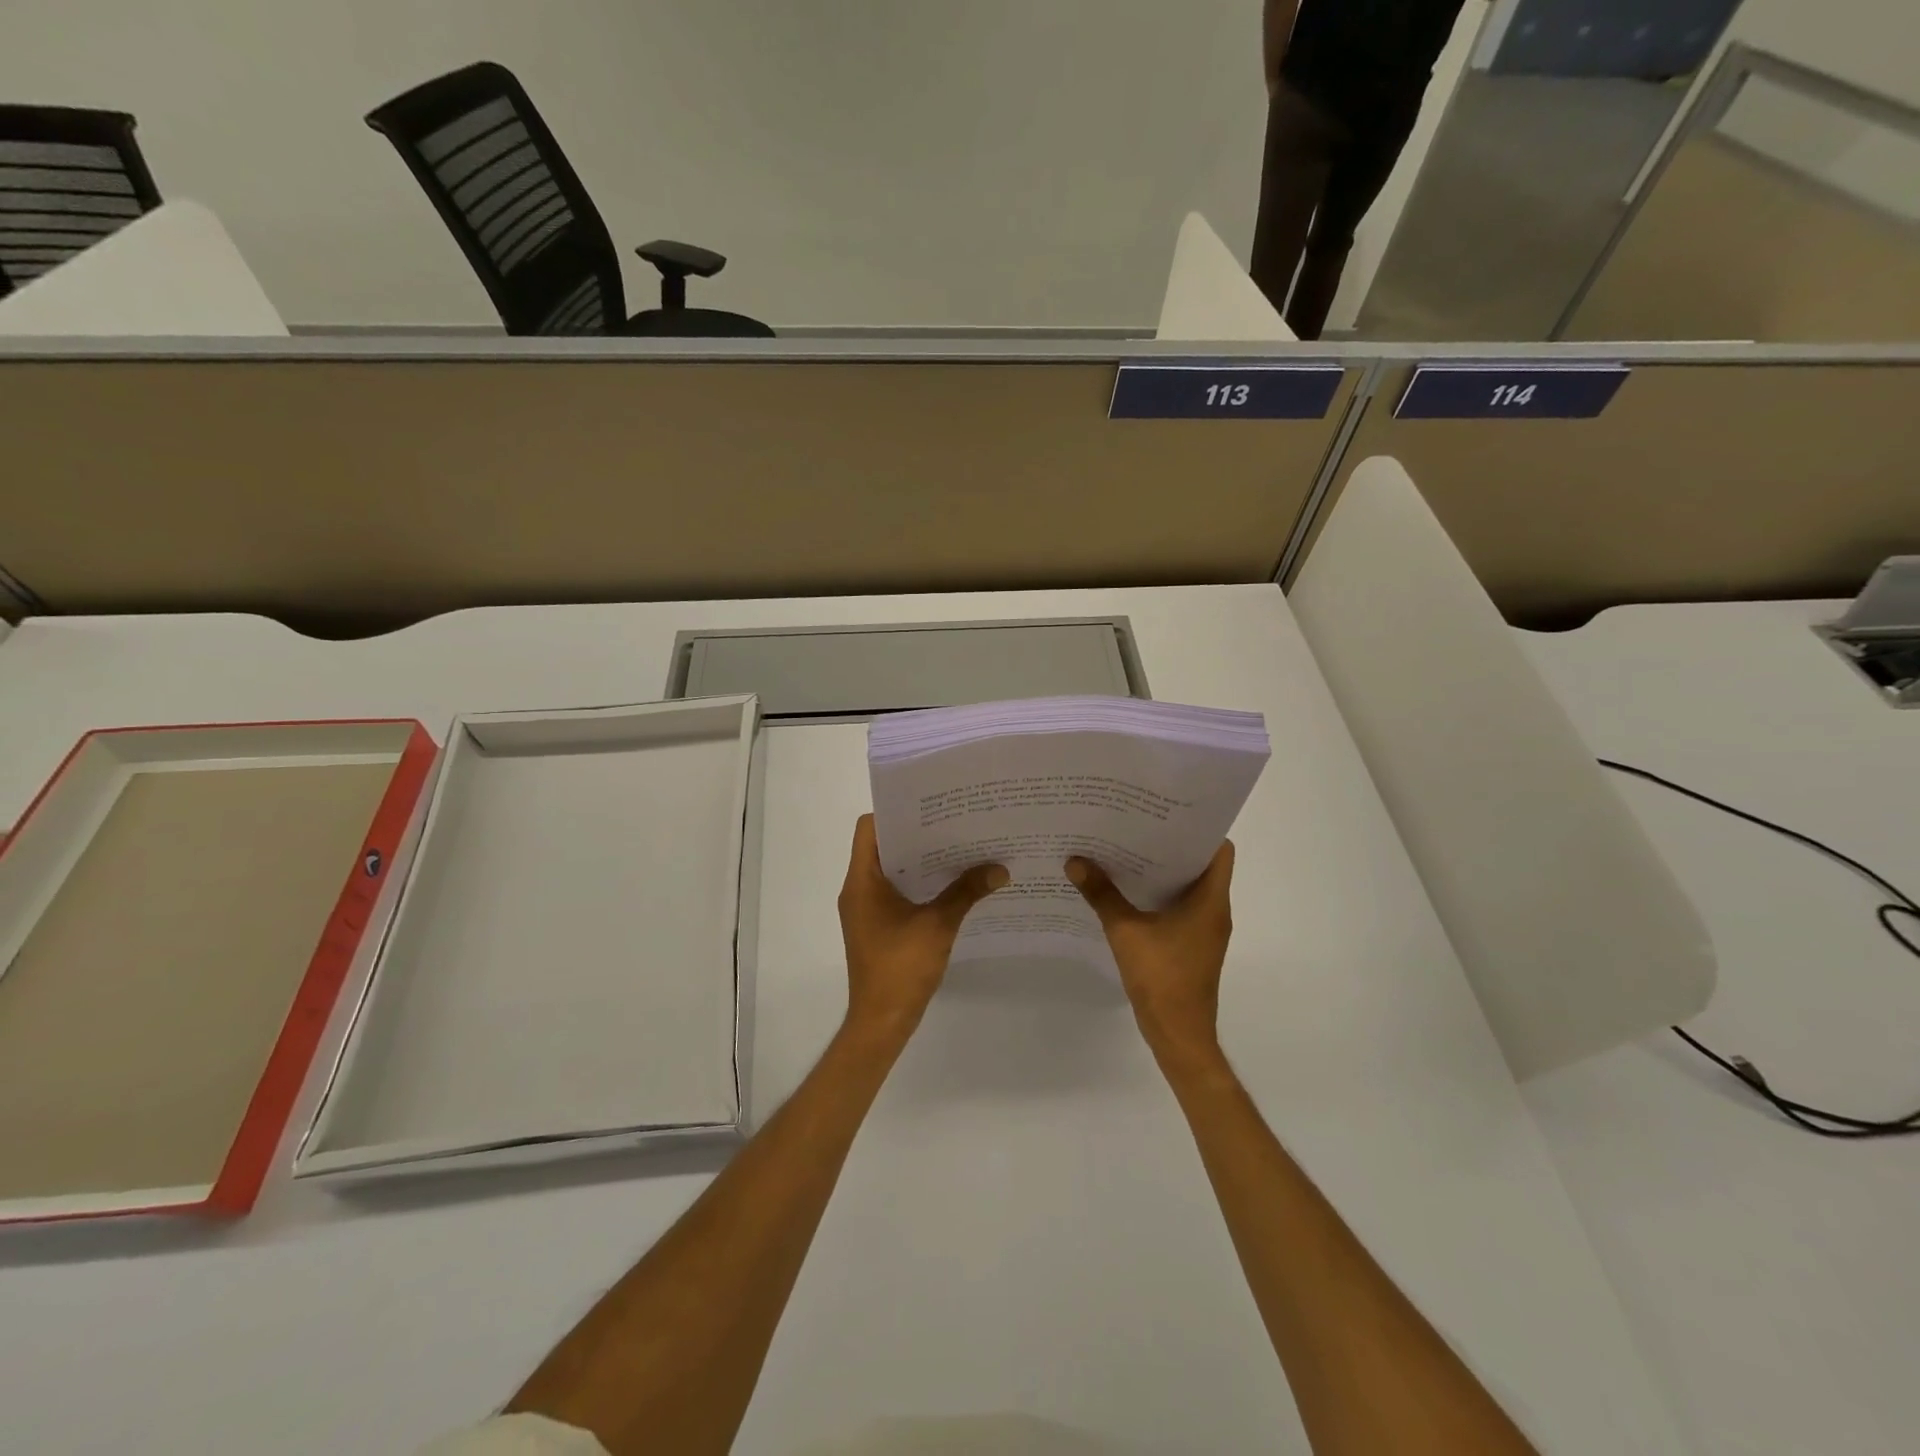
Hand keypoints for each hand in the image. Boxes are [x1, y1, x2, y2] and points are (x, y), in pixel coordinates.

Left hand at [838, 815, 1007, 1040]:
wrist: (881, 1022)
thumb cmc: (901, 968)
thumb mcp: (938, 925)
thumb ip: (966, 892)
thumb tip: (1000, 869)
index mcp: (862, 881)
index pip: (869, 828)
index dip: (896, 813)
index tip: (930, 807)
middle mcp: (858, 889)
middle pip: (882, 845)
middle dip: (916, 834)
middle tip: (953, 822)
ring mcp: (865, 909)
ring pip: (890, 869)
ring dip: (919, 859)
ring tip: (957, 847)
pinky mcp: (876, 925)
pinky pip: (895, 891)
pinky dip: (918, 882)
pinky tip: (950, 883)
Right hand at [1066, 843, 1234, 1060]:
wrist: (1179, 1034)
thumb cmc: (1161, 978)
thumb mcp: (1125, 931)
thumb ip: (1101, 894)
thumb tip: (1075, 861)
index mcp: (1210, 900)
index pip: (1219, 849)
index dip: (1198, 828)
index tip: (1166, 813)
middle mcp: (1214, 910)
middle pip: (1201, 865)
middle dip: (1170, 845)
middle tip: (1136, 826)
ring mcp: (1205, 930)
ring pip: (1189, 888)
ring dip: (1163, 872)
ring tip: (1126, 851)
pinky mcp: (1192, 946)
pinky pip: (1180, 909)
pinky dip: (1159, 896)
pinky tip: (1127, 892)